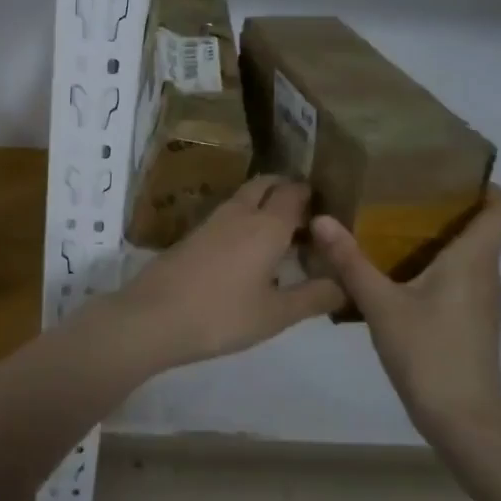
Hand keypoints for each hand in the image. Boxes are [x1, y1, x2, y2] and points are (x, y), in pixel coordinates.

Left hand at [104, 176, 345, 370]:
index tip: (328, 209)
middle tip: (306, 215)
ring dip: (264, 203)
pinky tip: (247, 247)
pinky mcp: (193, 234)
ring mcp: (212, 221)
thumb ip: (313, 297)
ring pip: (244, 197)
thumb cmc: (222, 315)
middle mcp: (240, 213)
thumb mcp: (276, 314)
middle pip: (266, 184)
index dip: (312, 196)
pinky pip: (228, 213)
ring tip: (281, 232)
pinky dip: (244, 217)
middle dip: (287, 189)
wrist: (154, 316)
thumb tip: (347, 284)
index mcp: (267, 226)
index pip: (295, 193)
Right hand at [310, 186, 500, 442]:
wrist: (463, 423)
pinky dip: (431, 265)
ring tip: (387, 225)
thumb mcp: (381, 305)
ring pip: (466, 253)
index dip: (485, 186)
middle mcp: (485, 274)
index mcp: (474, 260)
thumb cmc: (429, 355)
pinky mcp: (469, 320)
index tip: (445, 175)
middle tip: (397, 193)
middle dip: (444, 205)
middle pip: (480, 226)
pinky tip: (393, 272)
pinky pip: (456, 277)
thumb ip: (350, 261)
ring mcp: (480, 300)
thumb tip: (320, 218)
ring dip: (435, 236)